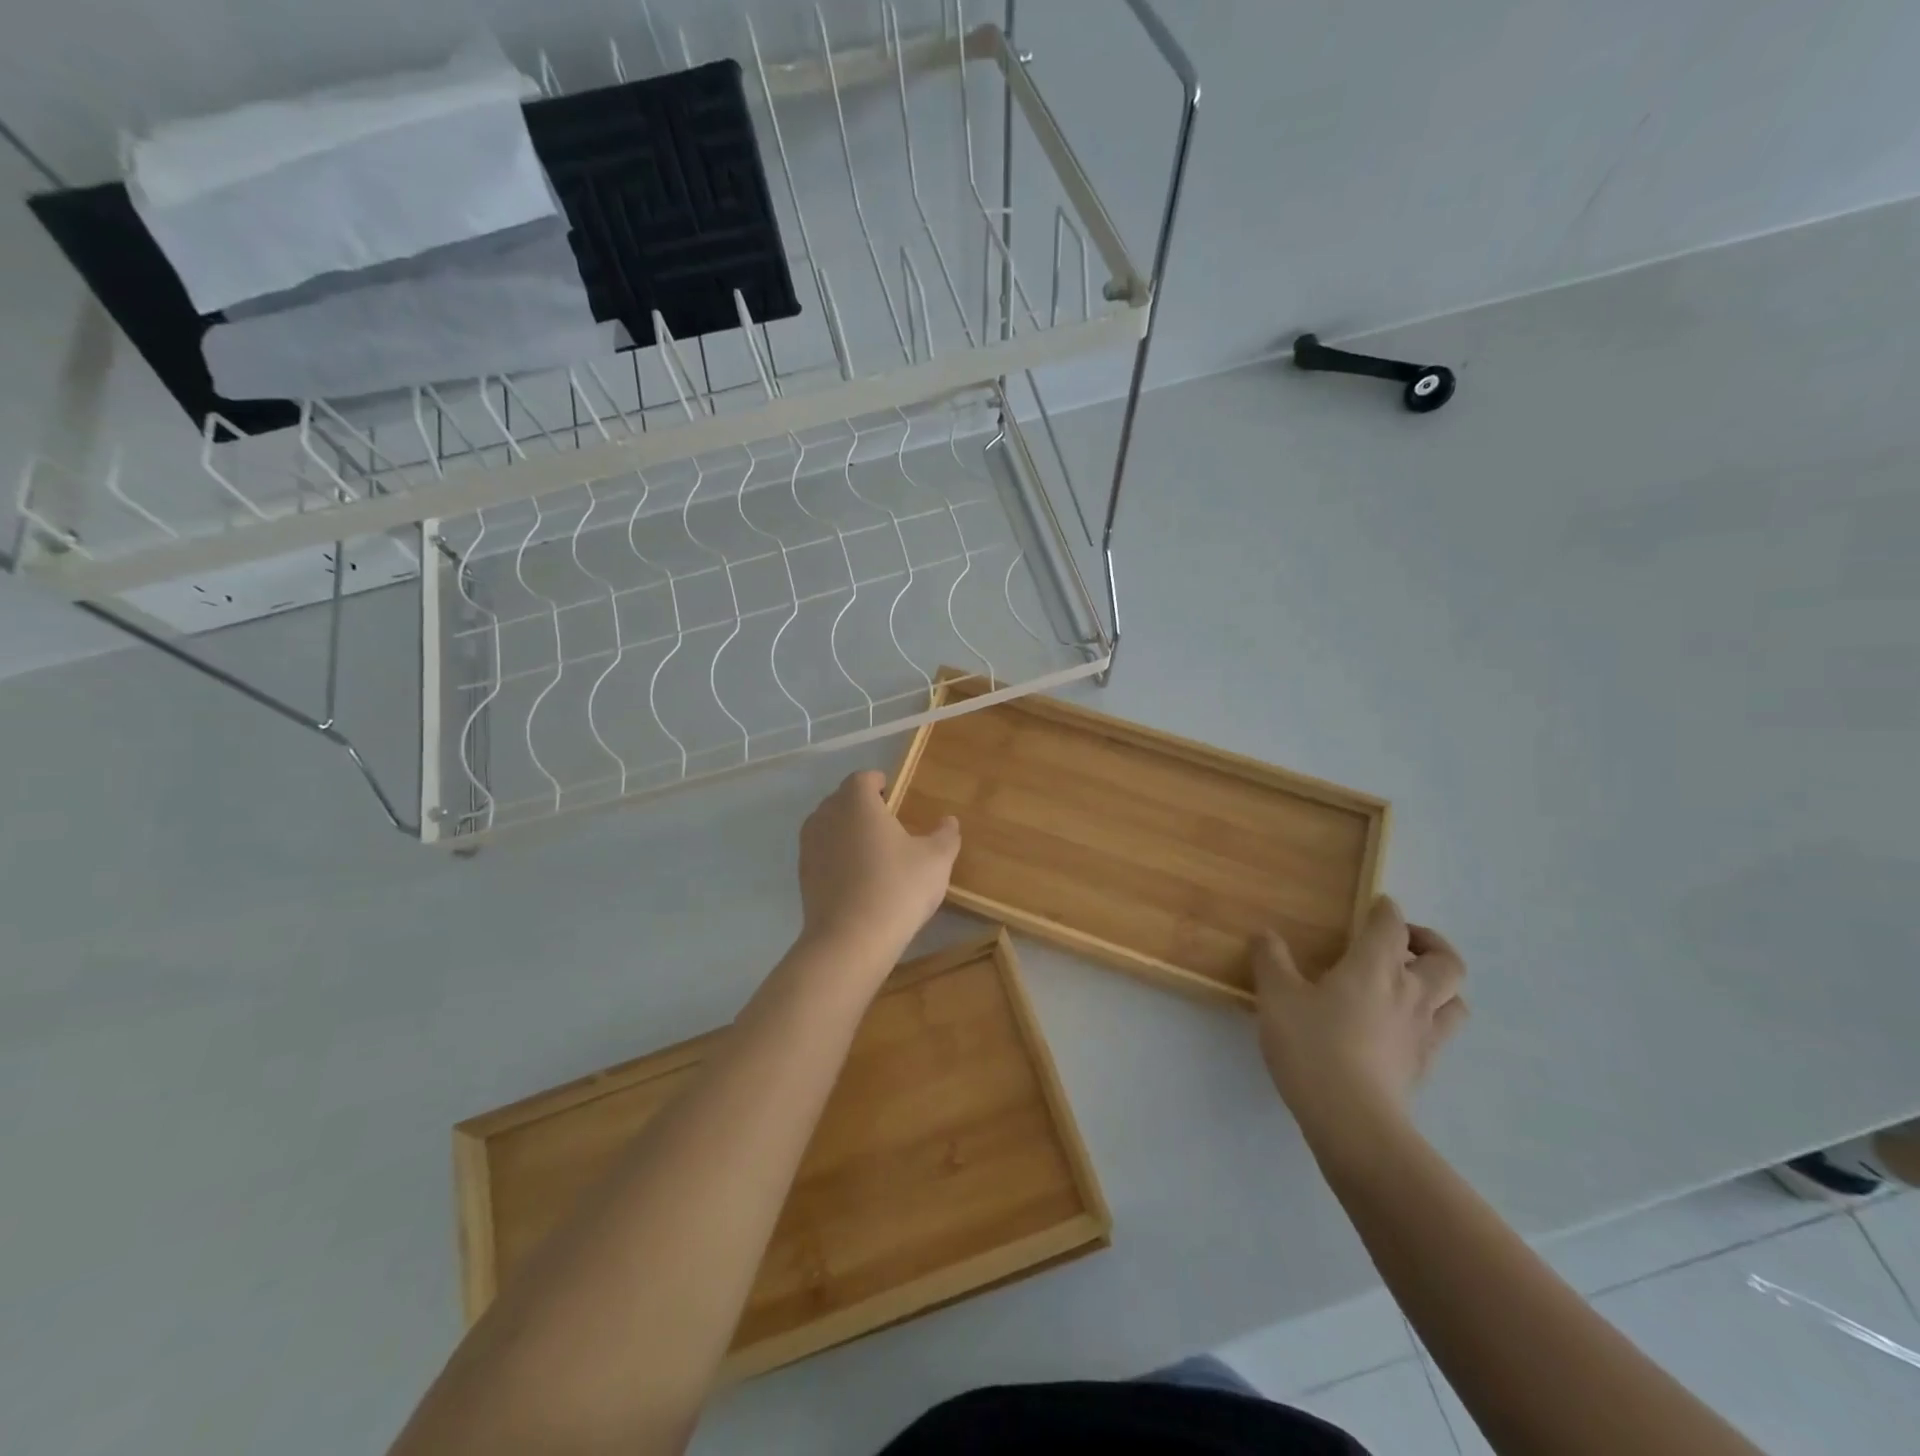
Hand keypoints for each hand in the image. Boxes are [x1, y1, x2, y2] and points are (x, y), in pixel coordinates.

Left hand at [796, 770, 960, 969]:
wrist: (851, 940)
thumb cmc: (897, 887)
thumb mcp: (936, 860)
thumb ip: (945, 835)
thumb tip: (949, 821)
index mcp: (856, 802)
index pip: (863, 778)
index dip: (879, 783)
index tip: (894, 795)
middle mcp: (827, 816)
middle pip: (842, 799)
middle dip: (862, 805)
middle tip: (887, 823)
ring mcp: (809, 846)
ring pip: (828, 826)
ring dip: (846, 831)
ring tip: (871, 851)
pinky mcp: (802, 875)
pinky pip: (821, 853)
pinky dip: (836, 857)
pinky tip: (857, 878)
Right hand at [1253, 897, 1467, 1146]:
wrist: (1352, 1119)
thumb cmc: (1312, 1046)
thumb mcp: (1276, 996)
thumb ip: (1271, 960)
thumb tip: (1265, 934)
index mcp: (1374, 967)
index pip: (1391, 925)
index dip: (1386, 910)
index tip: (1377, 905)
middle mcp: (1409, 993)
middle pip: (1446, 961)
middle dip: (1430, 944)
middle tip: (1403, 944)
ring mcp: (1423, 1033)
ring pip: (1456, 999)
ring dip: (1441, 985)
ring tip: (1413, 985)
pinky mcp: (1424, 1067)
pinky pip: (1442, 1034)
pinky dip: (1432, 1021)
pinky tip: (1404, 1028)